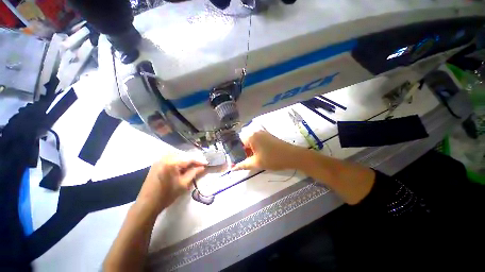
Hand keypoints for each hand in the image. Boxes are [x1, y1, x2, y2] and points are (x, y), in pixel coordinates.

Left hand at [137, 154, 205, 213]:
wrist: (147, 204)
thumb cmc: (166, 195)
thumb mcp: (183, 184)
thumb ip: (194, 173)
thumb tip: (202, 167)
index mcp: (171, 162)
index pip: (189, 158)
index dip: (199, 161)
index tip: (207, 163)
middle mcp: (165, 158)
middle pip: (183, 156)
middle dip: (193, 160)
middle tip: (200, 166)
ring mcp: (159, 160)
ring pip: (178, 156)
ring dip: (186, 161)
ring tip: (192, 167)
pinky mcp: (156, 164)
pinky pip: (171, 159)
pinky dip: (178, 162)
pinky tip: (182, 168)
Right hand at [233, 130, 301, 170]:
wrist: (292, 156)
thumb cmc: (272, 159)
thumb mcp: (256, 163)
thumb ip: (242, 165)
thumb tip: (232, 168)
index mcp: (251, 136)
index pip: (237, 142)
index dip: (236, 152)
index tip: (237, 161)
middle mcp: (256, 132)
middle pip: (244, 142)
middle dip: (243, 152)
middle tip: (245, 162)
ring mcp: (263, 133)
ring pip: (251, 142)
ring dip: (250, 151)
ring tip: (252, 160)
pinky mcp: (268, 136)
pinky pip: (258, 141)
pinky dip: (256, 148)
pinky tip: (259, 155)